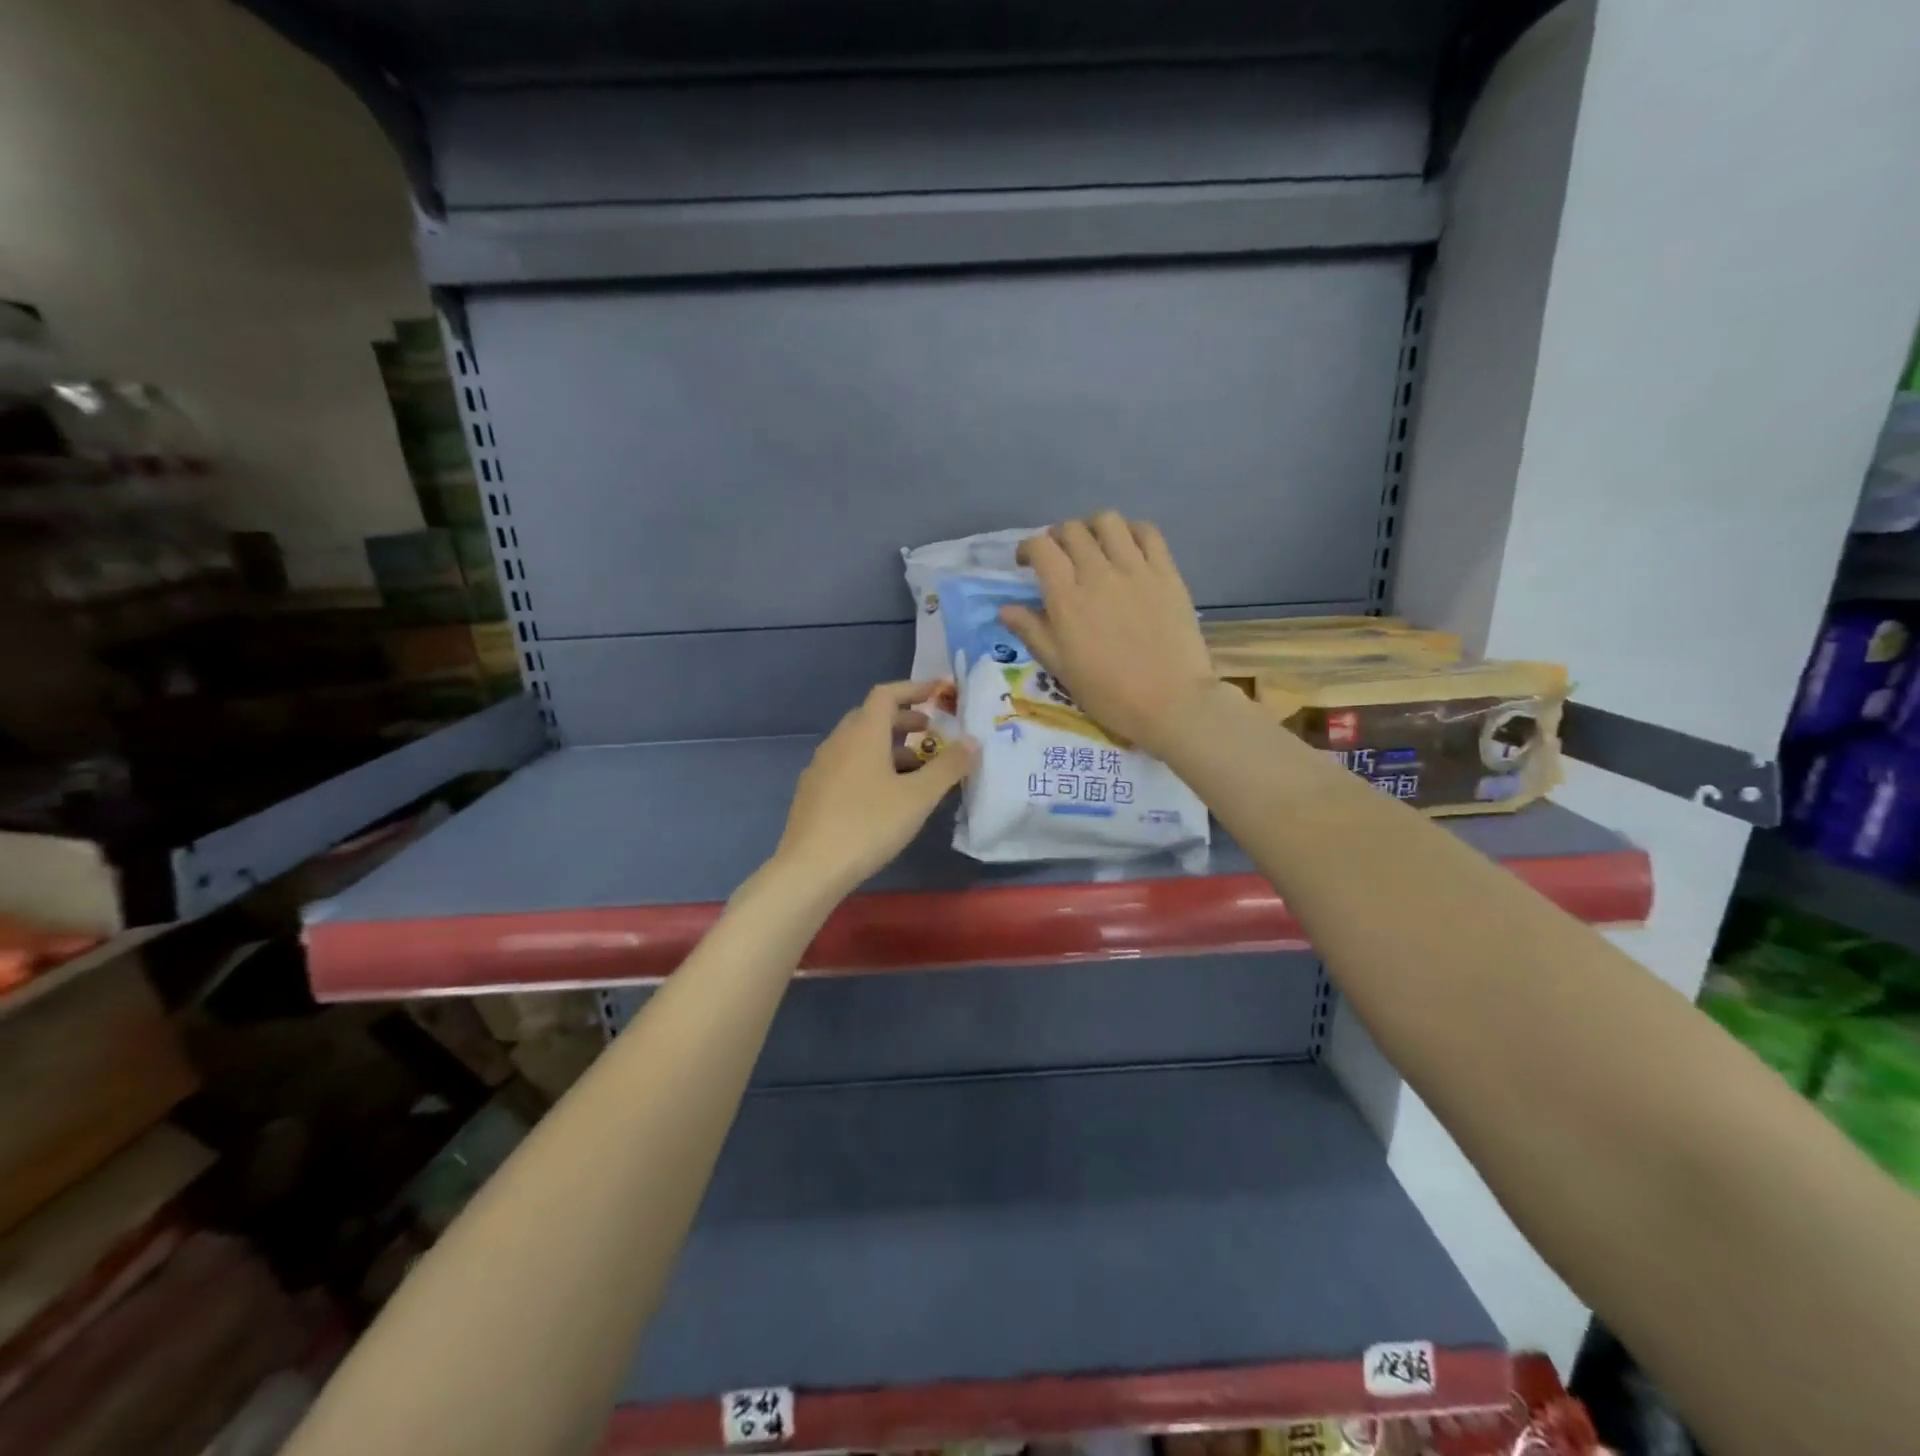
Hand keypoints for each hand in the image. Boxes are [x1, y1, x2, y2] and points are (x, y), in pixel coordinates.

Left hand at [771, 681, 977, 898]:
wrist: (810, 868)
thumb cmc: (869, 824)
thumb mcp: (918, 797)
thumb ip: (948, 767)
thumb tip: (972, 742)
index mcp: (863, 733)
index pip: (887, 694)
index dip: (915, 688)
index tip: (939, 692)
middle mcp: (838, 742)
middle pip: (872, 717)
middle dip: (904, 720)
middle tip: (931, 734)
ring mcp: (821, 767)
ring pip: (859, 744)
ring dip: (889, 747)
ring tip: (916, 771)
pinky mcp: (813, 792)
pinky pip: (848, 765)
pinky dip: (872, 766)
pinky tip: (885, 797)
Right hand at [999, 512, 1216, 754]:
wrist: (1170, 703)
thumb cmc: (1108, 693)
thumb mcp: (1060, 668)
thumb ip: (1032, 632)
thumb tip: (1006, 608)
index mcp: (1067, 598)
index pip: (1041, 548)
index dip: (1028, 548)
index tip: (1026, 563)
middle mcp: (1098, 573)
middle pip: (1072, 530)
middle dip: (1058, 538)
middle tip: (1059, 557)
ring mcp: (1136, 569)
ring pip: (1108, 522)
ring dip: (1092, 528)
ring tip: (1093, 546)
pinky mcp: (1167, 573)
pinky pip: (1147, 533)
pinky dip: (1131, 531)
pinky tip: (1127, 547)